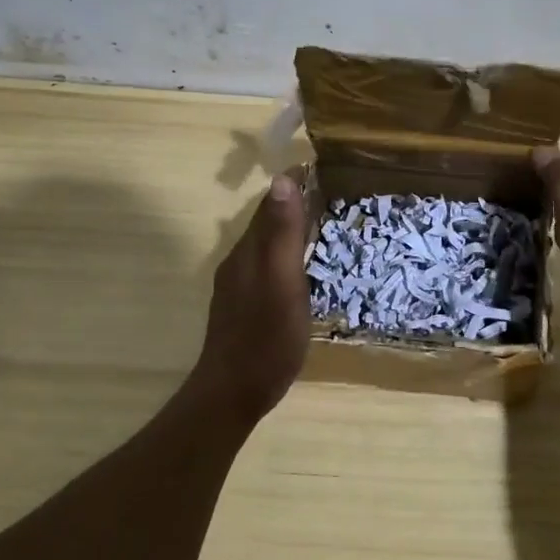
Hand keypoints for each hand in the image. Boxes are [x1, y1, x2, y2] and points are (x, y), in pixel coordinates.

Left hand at [189, 173, 311, 423]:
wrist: (232, 393)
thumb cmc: (266, 336)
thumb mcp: (282, 281)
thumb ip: (282, 233)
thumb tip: (282, 180)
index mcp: (249, 251)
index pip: (270, 204)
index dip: (293, 184)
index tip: (319, 166)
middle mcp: (240, 261)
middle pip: (266, 222)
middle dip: (292, 203)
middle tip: (327, 192)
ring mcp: (239, 286)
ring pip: (265, 245)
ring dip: (288, 229)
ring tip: (319, 224)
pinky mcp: (243, 307)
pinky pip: (266, 267)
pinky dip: (284, 255)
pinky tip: (299, 268)